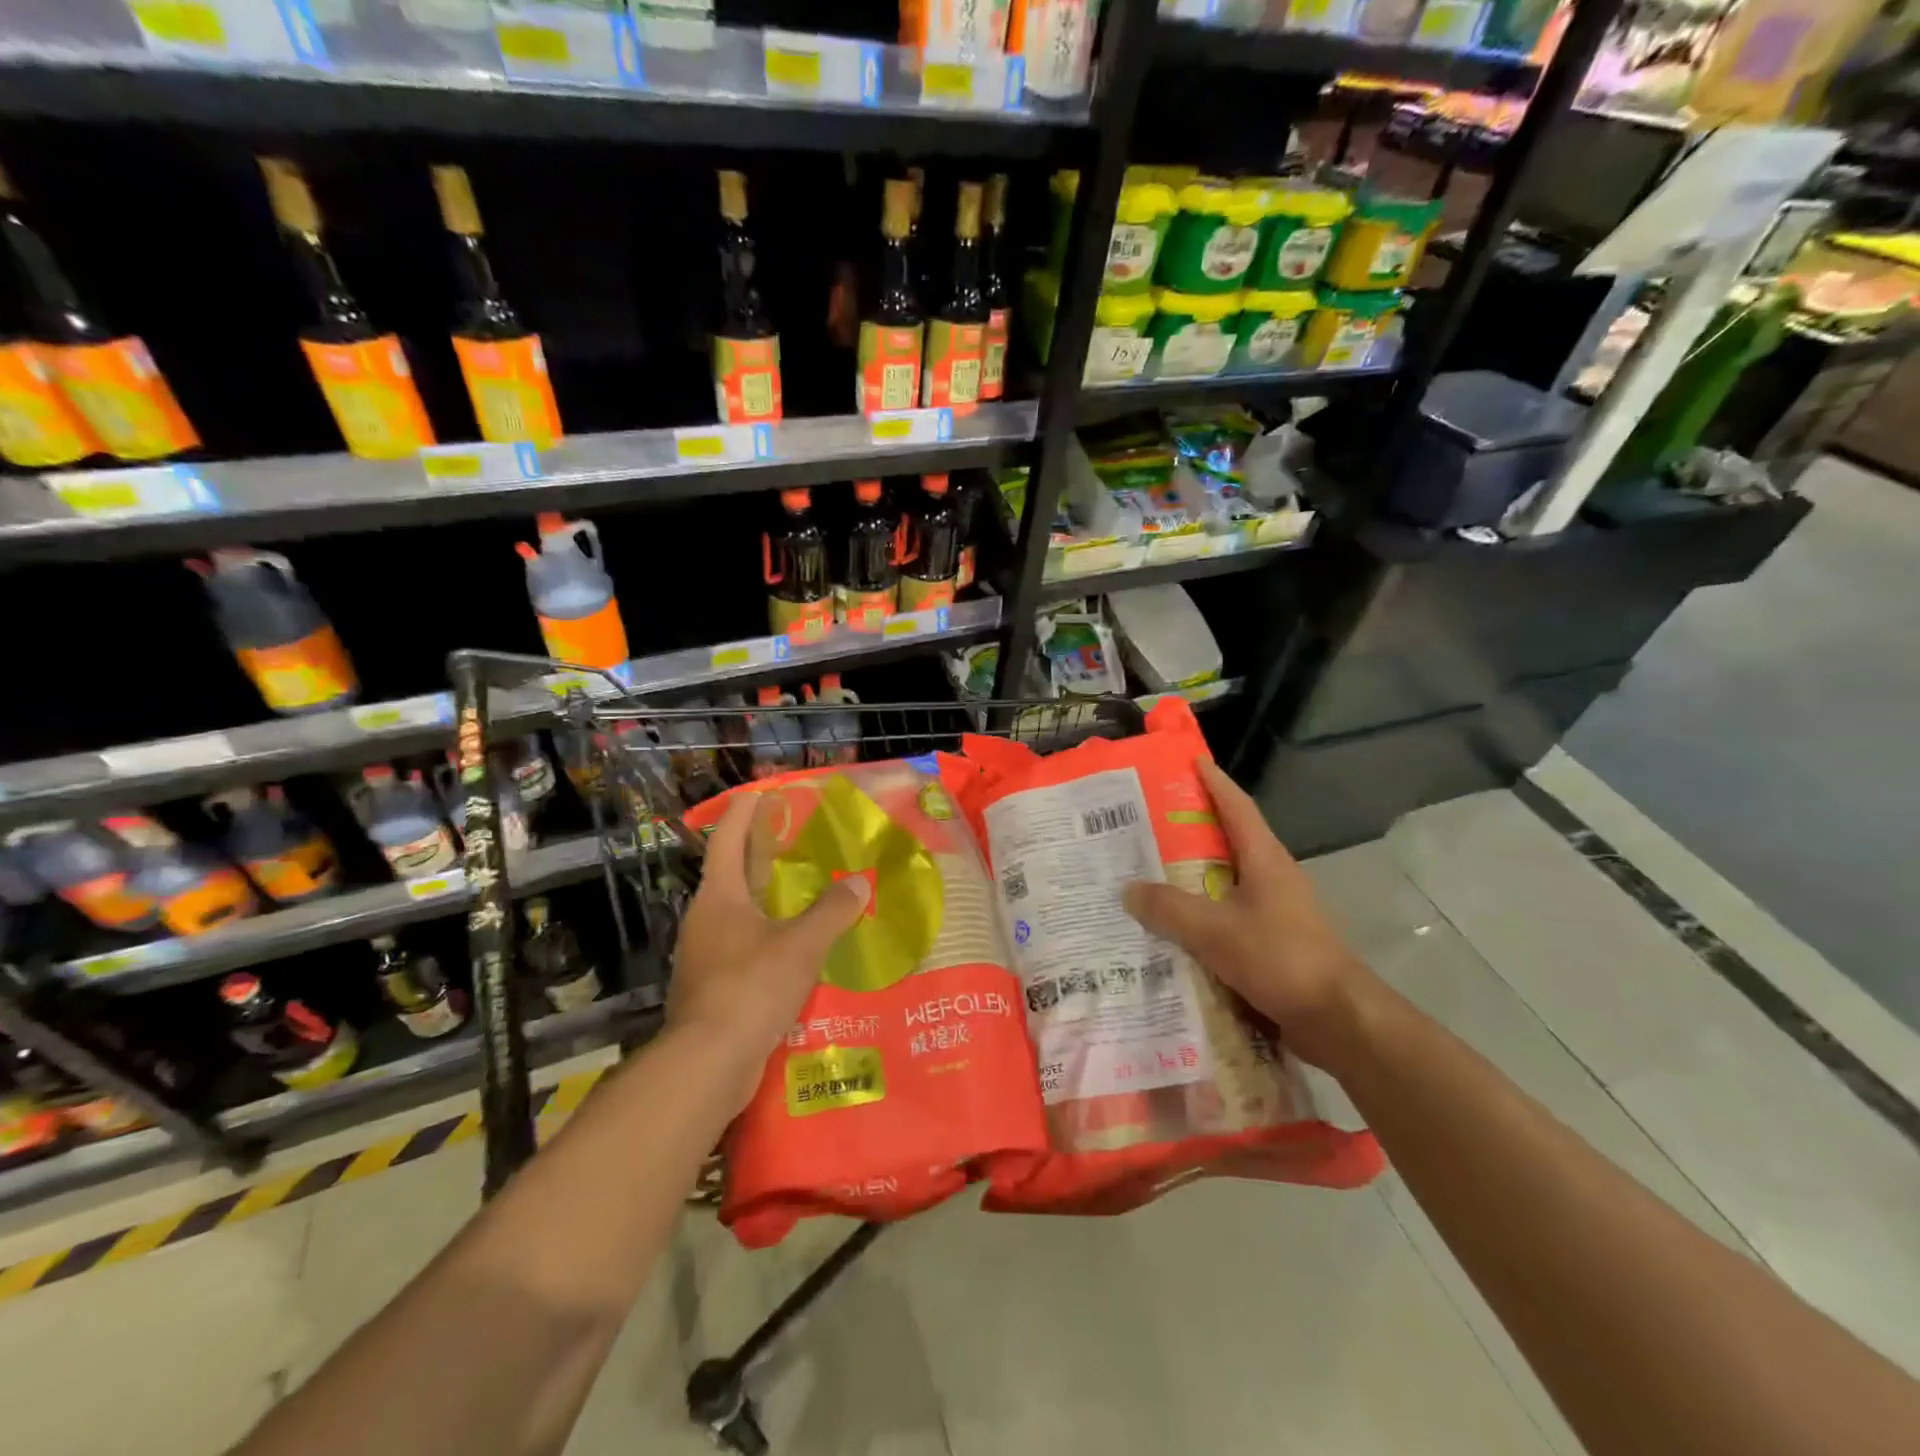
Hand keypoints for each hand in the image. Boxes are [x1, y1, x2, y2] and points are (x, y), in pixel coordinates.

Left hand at [668, 790, 870, 1107]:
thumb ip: (832, 911)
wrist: (708, 1064)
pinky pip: (744, 947)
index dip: (745, 811)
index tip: (763, 791)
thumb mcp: (801, 945)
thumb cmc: (751, 988)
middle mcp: (706, 919)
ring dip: (767, 898)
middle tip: (797, 837)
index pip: (728, 839)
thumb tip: (858, 882)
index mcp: (719, 897)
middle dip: (760, 852)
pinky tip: (796, 948)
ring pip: (739, 912)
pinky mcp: (713, 987)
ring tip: (805, 892)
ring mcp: (705, 955)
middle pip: (732, 873)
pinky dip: (768, 936)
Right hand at [1121, 757, 1375, 1069]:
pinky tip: (1173, 926)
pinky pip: (1228, 915)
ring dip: (1193, 875)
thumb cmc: (1281, 958)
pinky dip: (1201, 912)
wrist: (1337, 1019)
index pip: (1237, 807)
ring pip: (1226, 881)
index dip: (1214, 783)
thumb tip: (1128, 890)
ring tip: (1150, 873)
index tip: (1192, 761)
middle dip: (1191, 829)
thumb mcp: (1215, 931)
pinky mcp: (1273, 942)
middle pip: (1228, 841)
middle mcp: (1272, 877)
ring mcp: (1276, 911)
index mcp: (1265, 860)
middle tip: (1148, 822)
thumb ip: (1169, 908)